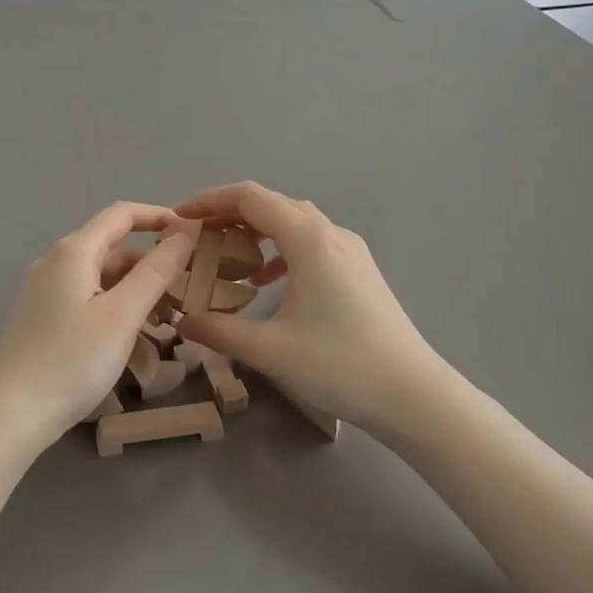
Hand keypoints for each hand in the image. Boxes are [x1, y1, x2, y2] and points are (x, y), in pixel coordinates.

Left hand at [0, 203, 194, 450]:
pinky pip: (86, 298)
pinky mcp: (41, 316)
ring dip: (135, 290)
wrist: (10, 415)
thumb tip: (183, 235)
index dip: (158, 216)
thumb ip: (155, 272)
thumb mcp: (122, 315)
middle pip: (112, 247)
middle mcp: (55, 262)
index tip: (192, 232)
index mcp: (73, 252)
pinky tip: (132, 338)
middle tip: (186, 289)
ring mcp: (44, 290)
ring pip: (101, 276)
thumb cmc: (71, 361)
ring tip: (166, 321)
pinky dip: (114, 307)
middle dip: (151, 263)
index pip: (121, 214)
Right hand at [172, 182, 450, 432]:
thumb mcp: (270, 350)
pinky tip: (268, 281)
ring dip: (256, 231)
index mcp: (308, 238)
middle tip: (196, 238)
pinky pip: (311, 242)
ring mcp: (350, 250)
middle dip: (228, 214)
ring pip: (293, 222)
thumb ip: (219, 331)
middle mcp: (330, 232)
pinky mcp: (359, 270)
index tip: (179, 219)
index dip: (209, 201)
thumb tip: (183, 321)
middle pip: (271, 204)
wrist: (413, 395)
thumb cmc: (340, 365)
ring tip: (226, 255)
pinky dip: (280, 250)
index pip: (249, 197)